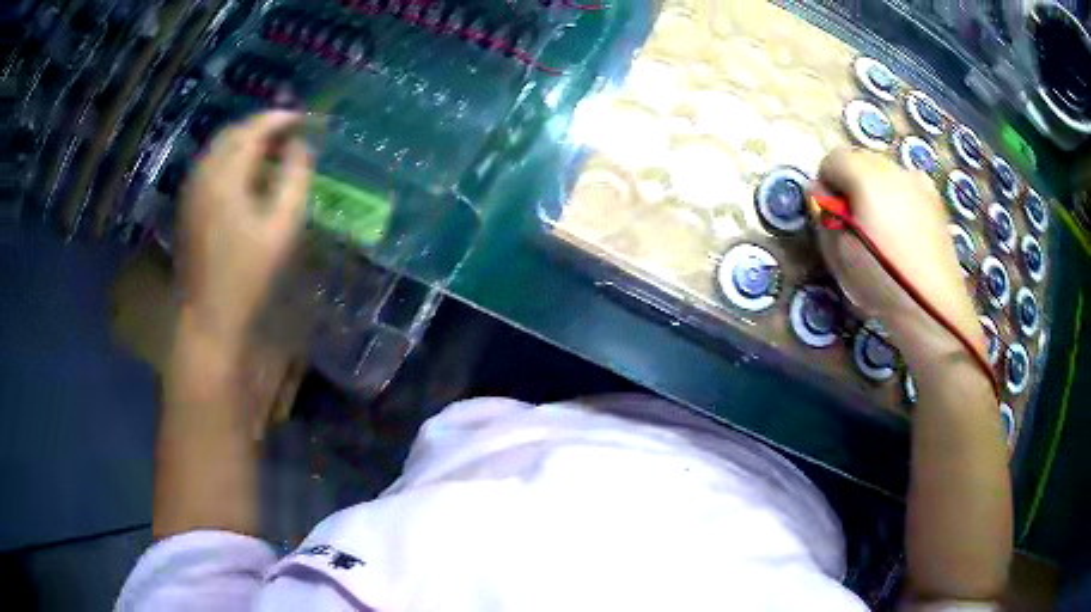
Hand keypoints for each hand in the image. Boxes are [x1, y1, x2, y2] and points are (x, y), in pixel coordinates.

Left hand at [178, 111, 312, 347]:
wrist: (209, 314)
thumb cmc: (249, 274)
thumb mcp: (283, 227)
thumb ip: (295, 178)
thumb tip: (300, 145)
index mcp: (226, 176)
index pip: (254, 129)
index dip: (280, 118)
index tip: (303, 118)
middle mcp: (204, 173)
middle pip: (233, 132)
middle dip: (261, 125)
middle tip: (288, 132)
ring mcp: (192, 188)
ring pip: (219, 146)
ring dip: (245, 140)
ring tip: (270, 149)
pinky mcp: (188, 203)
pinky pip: (210, 163)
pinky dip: (230, 156)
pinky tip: (244, 171)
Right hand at [811, 147, 985, 361]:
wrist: (932, 308)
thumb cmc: (881, 282)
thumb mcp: (838, 254)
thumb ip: (824, 216)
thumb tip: (821, 194)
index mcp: (866, 177)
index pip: (832, 158)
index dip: (827, 183)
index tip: (832, 213)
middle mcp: (893, 169)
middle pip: (860, 159)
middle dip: (852, 182)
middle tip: (856, 222)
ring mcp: (918, 181)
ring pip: (885, 171)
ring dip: (876, 188)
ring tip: (883, 227)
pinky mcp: (935, 199)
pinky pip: (908, 184)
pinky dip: (899, 196)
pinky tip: (904, 227)